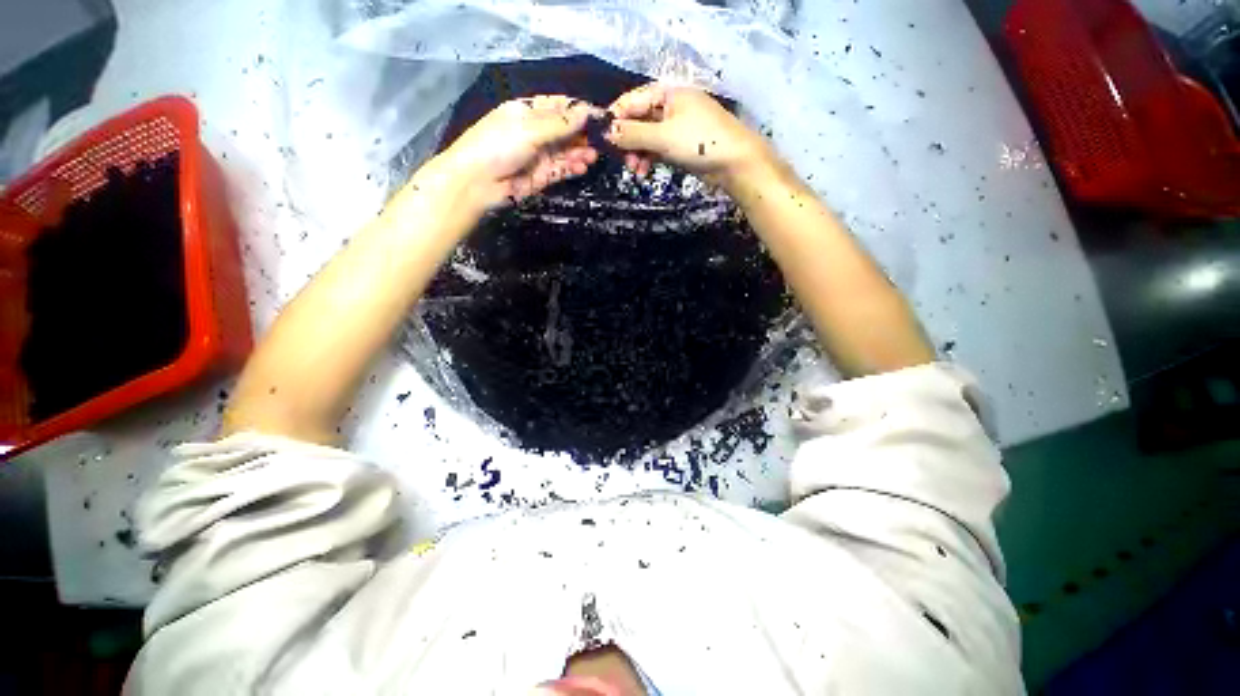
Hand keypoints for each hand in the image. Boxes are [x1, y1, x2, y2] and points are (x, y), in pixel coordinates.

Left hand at [438, 95, 600, 209]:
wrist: (478, 182)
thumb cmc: (498, 145)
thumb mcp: (529, 128)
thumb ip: (559, 124)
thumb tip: (586, 112)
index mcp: (527, 111)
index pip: (558, 107)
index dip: (578, 111)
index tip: (599, 116)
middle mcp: (534, 132)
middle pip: (564, 131)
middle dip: (582, 135)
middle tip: (602, 140)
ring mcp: (538, 156)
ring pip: (565, 152)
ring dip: (579, 153)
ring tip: (593, 156)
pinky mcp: (541, 176)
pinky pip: (561, 169)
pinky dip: (572, 168)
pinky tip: (583, 167)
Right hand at [604, 84, 775, 189]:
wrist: (734, 162)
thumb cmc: (700, 142)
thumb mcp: (663, 136)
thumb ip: (633, 134)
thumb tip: (606, 131)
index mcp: (667, 93)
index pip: (632, 101)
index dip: (615, 119)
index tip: (601, 139)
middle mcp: (669, 106)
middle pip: (638, 121)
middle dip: (627, 141)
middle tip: (622, 161)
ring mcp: (675, 127)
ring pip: (646, 138)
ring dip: (637, 154)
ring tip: (635, 170)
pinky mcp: (679, 145)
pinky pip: (656, 149)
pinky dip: (648, 159)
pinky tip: (644, 172)